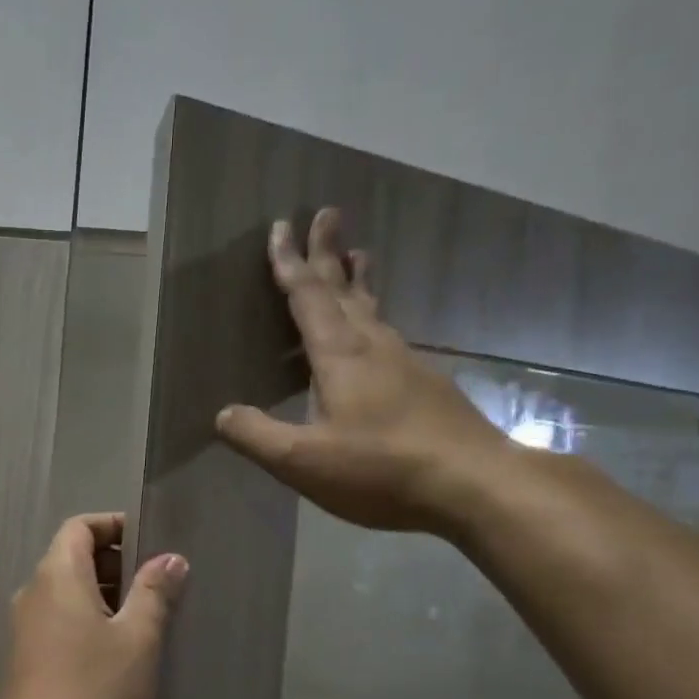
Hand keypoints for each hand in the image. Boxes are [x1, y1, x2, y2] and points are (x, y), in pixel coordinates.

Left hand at [0, 513, 187, 698]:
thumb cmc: (93, 692)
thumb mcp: (137, 640)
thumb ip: (154, 593)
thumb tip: (170, 559)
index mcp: (56, 576)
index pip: (80, 527)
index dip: (114, 526)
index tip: (152, 544)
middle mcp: (33, 594)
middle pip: (73, 557)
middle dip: (117, 564)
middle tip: (159, 587)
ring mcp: (25, 629)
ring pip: (68, 593)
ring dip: (106, 597)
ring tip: (147, 622)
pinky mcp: (26, 660)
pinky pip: (60, 622)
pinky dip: (89, 622)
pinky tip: (119, 655)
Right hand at [215, 208, 512, 537]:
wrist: (475, 484)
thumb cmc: (382, 469)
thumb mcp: (304, 461)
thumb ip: (258, 436)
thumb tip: (223, 414)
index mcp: (341, 356)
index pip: (308, 298)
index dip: (290, 263)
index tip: (282, 226)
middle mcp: (375, 347)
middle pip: (346, 290)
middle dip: (329, 253)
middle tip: (327, 214)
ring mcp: (407, 364)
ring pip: (373, 310)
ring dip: (357, 281)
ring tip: (356, 257)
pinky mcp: (427, 385)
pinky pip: (388, 335)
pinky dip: (373, 317)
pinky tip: (376, 335)